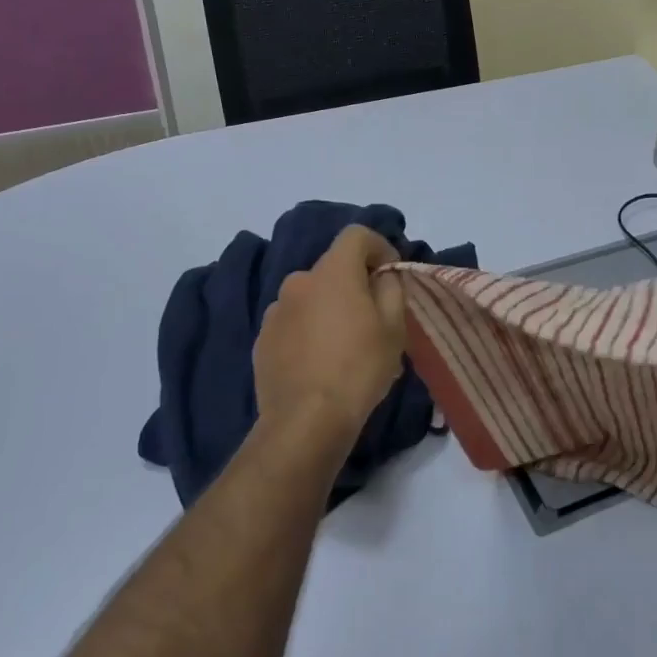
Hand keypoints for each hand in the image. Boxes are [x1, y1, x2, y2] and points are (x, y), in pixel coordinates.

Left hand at [252, 225, 407, 459]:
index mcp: (333, 272)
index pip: (356, 235)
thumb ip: (391, 288)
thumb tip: (381, 276)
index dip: (379, 247)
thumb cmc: (359, 368)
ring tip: (345, 345)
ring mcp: (276, 310)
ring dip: (329, 308)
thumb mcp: (394, 327)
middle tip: (373, 317)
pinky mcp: (263, 339)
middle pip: (333, 268)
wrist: (305, 421)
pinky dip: (309, 330)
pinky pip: (294, 322)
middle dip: (355, 283)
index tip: (391, 274)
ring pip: (312, 297)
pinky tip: (320, 362)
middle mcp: (299, 281)